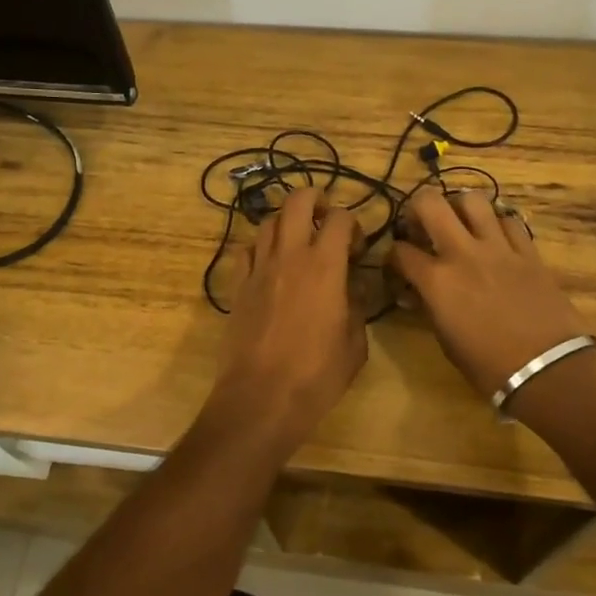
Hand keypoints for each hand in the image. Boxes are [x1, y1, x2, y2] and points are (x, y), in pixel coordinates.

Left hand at [201, 186, 367, 459]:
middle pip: (297, 201)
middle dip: (315, 198)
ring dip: (288, 221)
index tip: (357, 249)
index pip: (340, 219)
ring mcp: (259, 268)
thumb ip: (357, 306)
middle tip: (326, 216)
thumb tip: (355, 286)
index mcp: (325, 266)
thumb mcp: (355, 344)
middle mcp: (289, 256)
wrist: (261, 397)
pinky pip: (247, 250)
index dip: (353, 225)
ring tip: (299, 239)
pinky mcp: (238, 285)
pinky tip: (270, 264)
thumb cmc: (317, 375)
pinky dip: (261, 247)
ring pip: (269, 221)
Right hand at [388, 187, 592, 398]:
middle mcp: (463, 253)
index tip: (398, 263)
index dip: (393, 255)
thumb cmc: (489, 367)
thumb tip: (419, 293)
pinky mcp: (528, 251)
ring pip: (473, 200)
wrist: (549, 370)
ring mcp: (498, 248)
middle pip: (431, 203)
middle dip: (417, 207)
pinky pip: (509, 220)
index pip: (401, 251)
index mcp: (437, 281)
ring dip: (460, 206)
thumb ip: (430, 307)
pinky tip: (496, 237)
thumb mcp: (446, 341)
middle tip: (421, 223)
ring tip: (460, 221)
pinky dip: (498, 223)